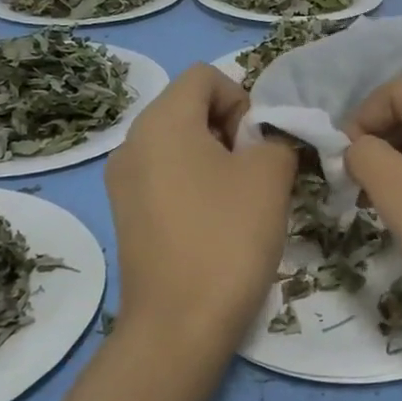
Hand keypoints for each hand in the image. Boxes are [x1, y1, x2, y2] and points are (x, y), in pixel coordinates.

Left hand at [105, 64, 296, 350]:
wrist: (179, 324)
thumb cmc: (228, 237)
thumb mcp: (271, 175)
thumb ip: (278, 138)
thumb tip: (268, 142)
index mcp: (161, 122)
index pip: (206, 76)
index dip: (243, 98)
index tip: (259, 143)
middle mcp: (132, 143)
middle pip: (190, 107)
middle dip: (232, 129)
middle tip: (258, 172)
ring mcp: (123, 182)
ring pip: (180, 144)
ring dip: (218, 158)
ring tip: (242, 200)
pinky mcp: (127, 215)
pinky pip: (167, 176)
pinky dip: (196, 184)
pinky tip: (217, 223)